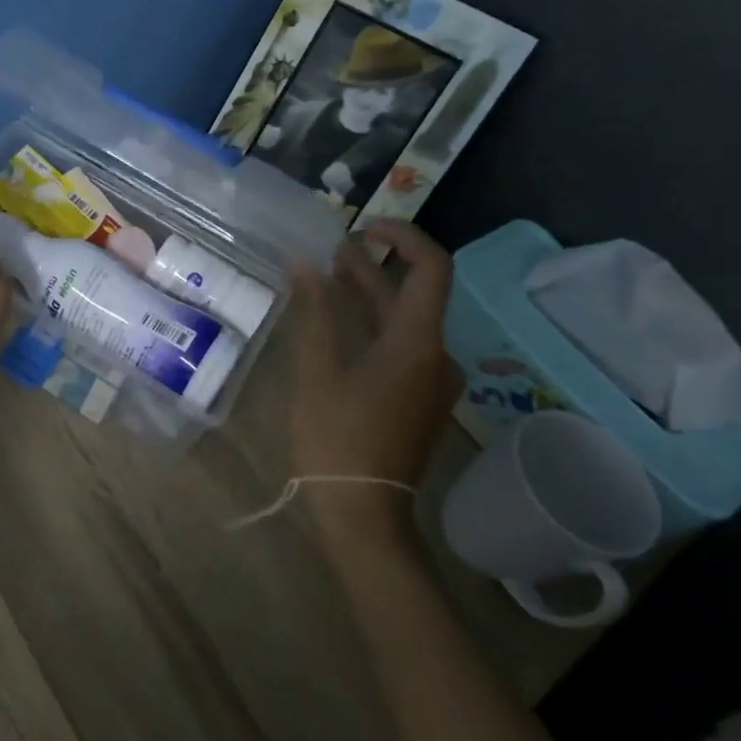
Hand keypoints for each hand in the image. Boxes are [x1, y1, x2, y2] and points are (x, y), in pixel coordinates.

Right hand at [289, 219, 462, 544]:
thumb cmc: (337, 438)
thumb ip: (315, 311)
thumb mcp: (317, 370)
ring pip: (403, 322)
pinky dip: (371, 327)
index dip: (402, 236)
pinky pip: (400, 347)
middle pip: (411, 295)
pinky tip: (336, 328)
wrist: (363, 513)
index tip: (361, 228)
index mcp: (418, 343)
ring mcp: (430, 381)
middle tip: (324, 254)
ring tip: (324, 281)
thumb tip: (304, 262)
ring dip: (367, 297)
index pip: (431, 268)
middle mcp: (436, 355)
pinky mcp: (418, 400)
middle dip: (370, 268)